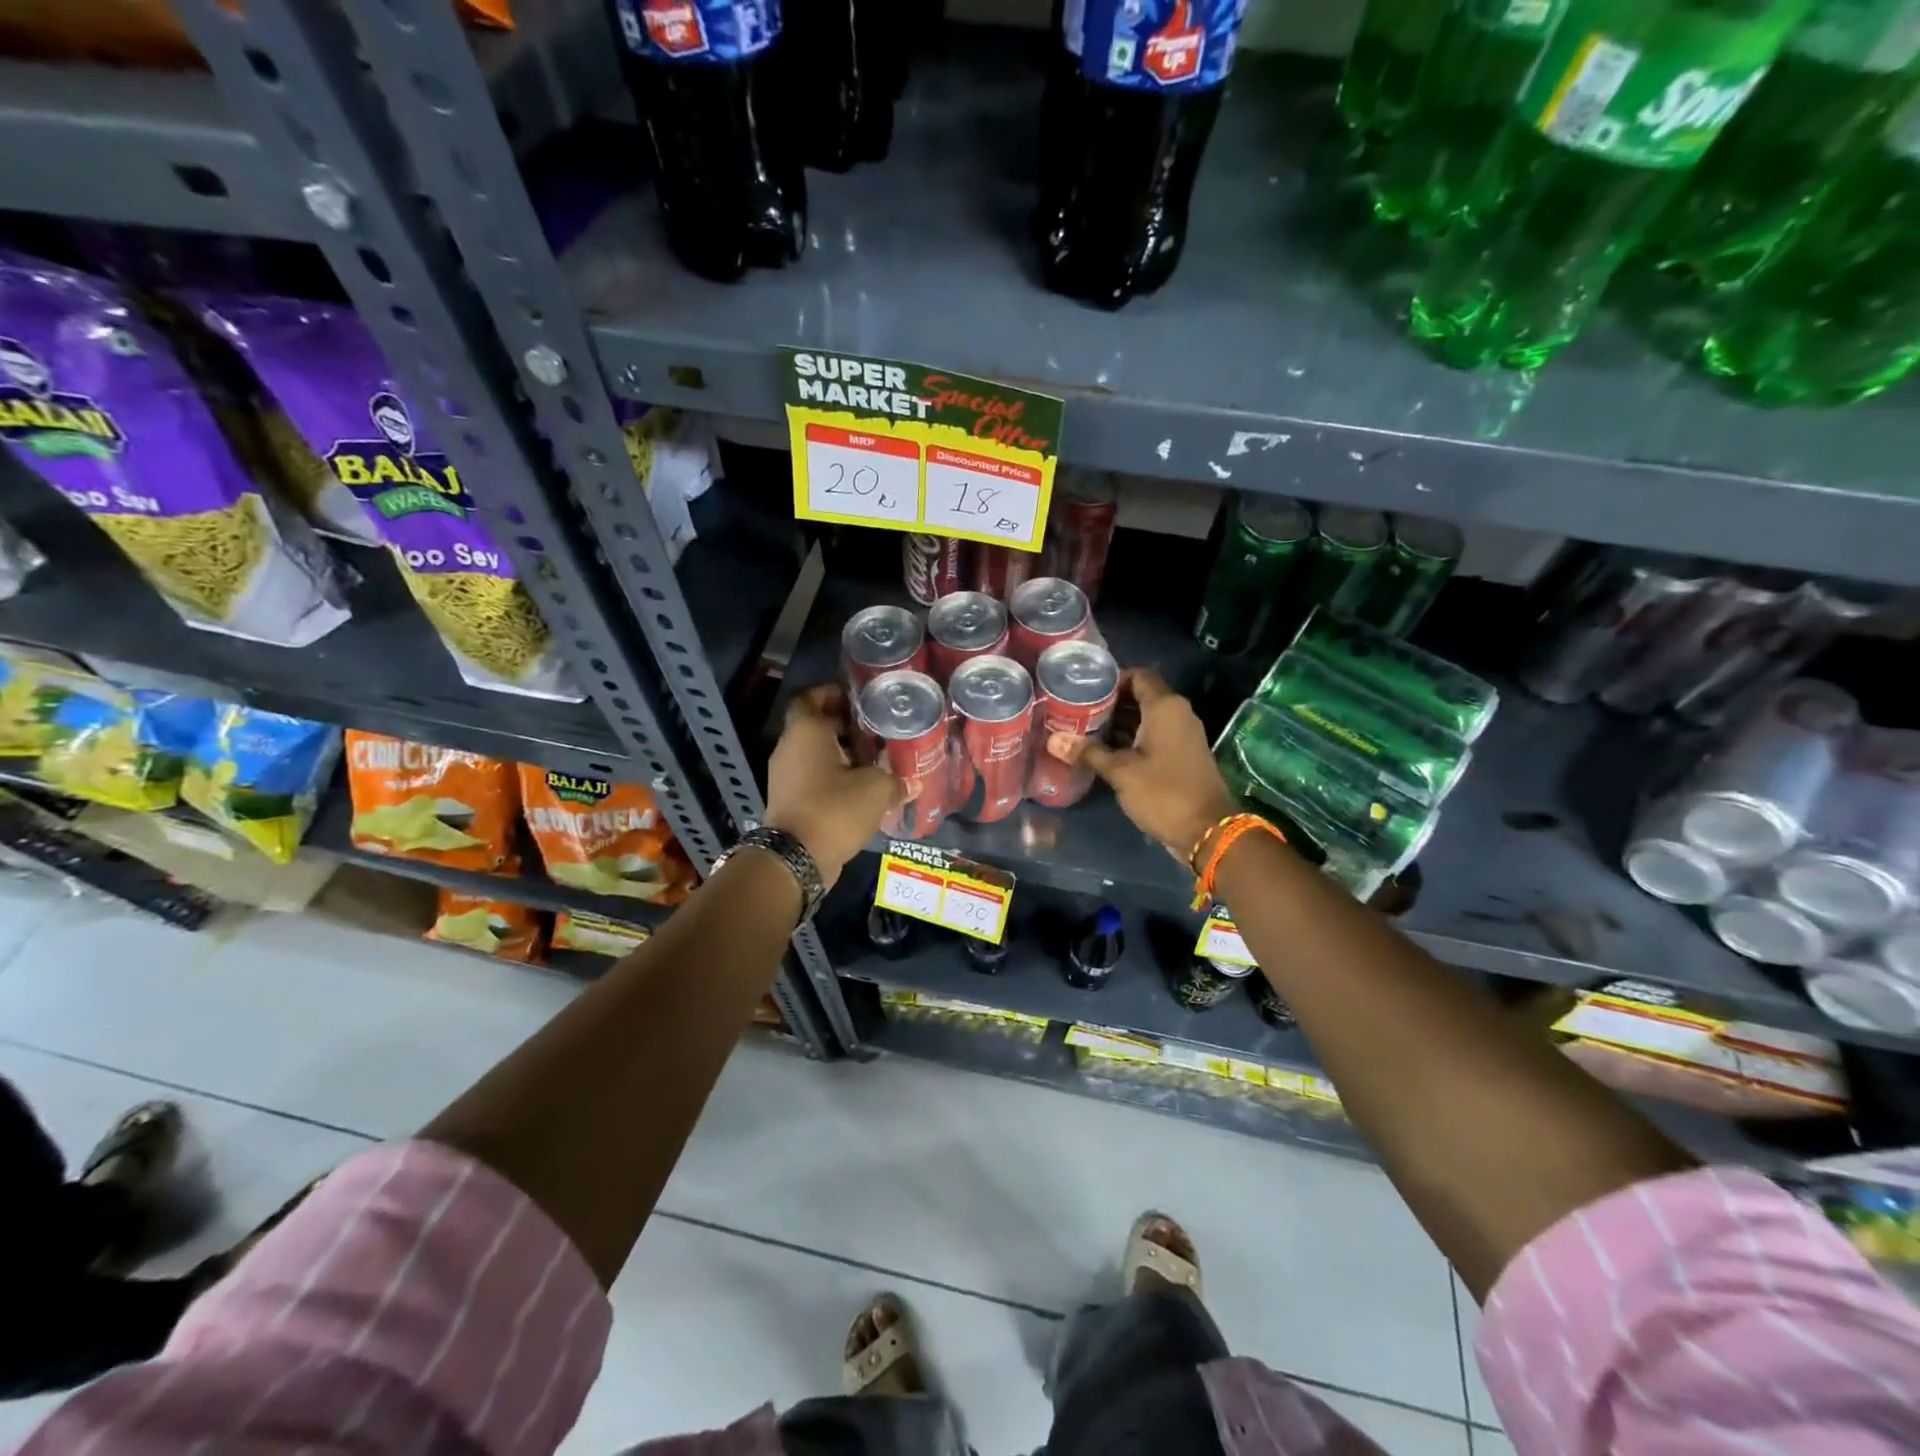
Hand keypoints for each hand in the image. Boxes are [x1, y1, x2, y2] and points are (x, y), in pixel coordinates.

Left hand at [765, 684, 904, 888]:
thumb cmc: (834, 808)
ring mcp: (786, 776)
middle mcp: (790, 749)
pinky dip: (835, 778)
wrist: (796, 859)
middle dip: (845, 726)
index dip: (832, 693)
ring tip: (876, 760)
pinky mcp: (790, 801)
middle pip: (816, 726)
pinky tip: (863, 789)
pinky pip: (813, 779)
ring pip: (816, 755)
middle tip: (877, 730)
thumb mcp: (875, 789)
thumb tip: (913, 784)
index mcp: (806, 732)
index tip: (859, 698)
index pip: (810, 697)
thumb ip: (895, 780)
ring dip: (842, 755)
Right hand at [1060, 668, 1237, 867]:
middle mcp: (1178, 714)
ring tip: (1085, 731)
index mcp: (1166, 707)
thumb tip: (1054, 740)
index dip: (1112, 679)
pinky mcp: (1182, 755)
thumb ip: (1088, 752)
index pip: (1138, 675)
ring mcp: (1182, 735)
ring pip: (1146, 718)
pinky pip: (1154, 736)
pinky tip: (1105, 752)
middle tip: (1078, 712)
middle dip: (1110, 703)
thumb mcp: (1121, 772)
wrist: (1208, 831)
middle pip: (1141, 695)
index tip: (1084, 690)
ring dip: (1119, 723)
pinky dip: (1132, 739)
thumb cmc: (1164, 793)